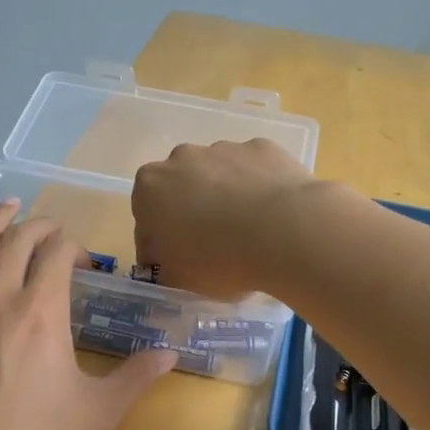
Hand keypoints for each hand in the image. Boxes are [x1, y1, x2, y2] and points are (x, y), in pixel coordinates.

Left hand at [0, 202, 176, 429]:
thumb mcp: (97, 414)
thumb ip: (135, 377)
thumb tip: (170, 352)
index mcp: (41, 311)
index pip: (58, 253)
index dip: (75, 249)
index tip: (85, 267)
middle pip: (18, 240)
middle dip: (41, 228)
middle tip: (54, 233)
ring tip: (7, 207)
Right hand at [131, 138, 324, 299]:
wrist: (284, 232)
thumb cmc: (218, 260)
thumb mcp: (177, 281)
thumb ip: (162, 270)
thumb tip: (165, 267)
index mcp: (149, 188)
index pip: (146, 220)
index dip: (160, 247)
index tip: (178, 267)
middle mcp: (181, 158)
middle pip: (181, 190)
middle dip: (192, 213)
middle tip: (213, 248)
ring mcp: (224, 148)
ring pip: (219, 177)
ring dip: (227, 198)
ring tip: (249, 233)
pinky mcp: (262, 148)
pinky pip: (254, 171)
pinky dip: (259, 189)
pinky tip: (273, 217)